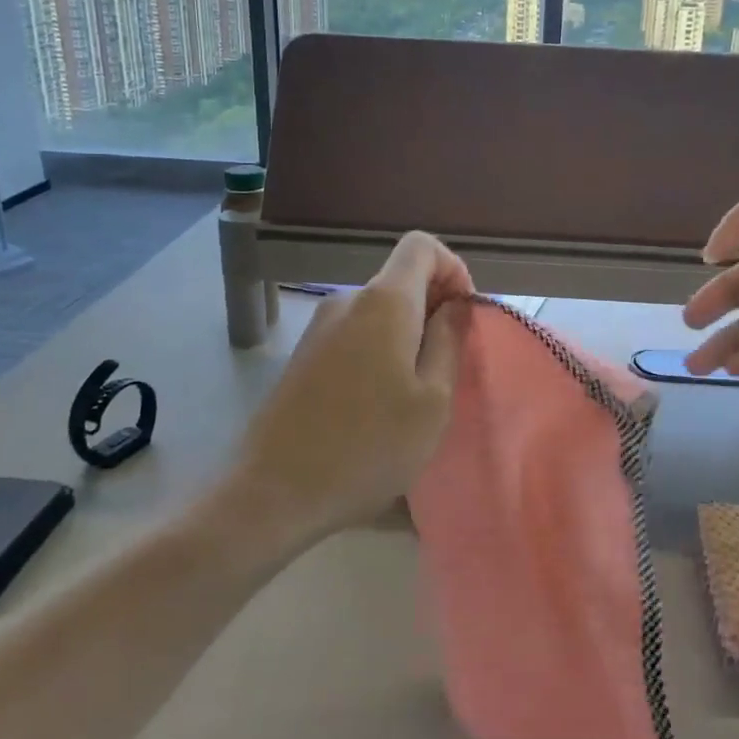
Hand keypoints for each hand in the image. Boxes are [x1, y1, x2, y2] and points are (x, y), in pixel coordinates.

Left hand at [231, 232, 473, 543]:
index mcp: (384, 302)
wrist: (273, 492)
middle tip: (449, 365)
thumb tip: (456, 305)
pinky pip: (355, 334)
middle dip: (434, 308)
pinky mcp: (303, 355)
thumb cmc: (368, 446)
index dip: (453, 268)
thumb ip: (450, 341)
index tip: (465, 315)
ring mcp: (319, 327)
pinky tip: (379, 404)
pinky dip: (379, 350)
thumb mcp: (432, 401)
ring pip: (379, 311)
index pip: (421, 245)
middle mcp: (347, 301)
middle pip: (401, 279)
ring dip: (407, 334)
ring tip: (416, 392)